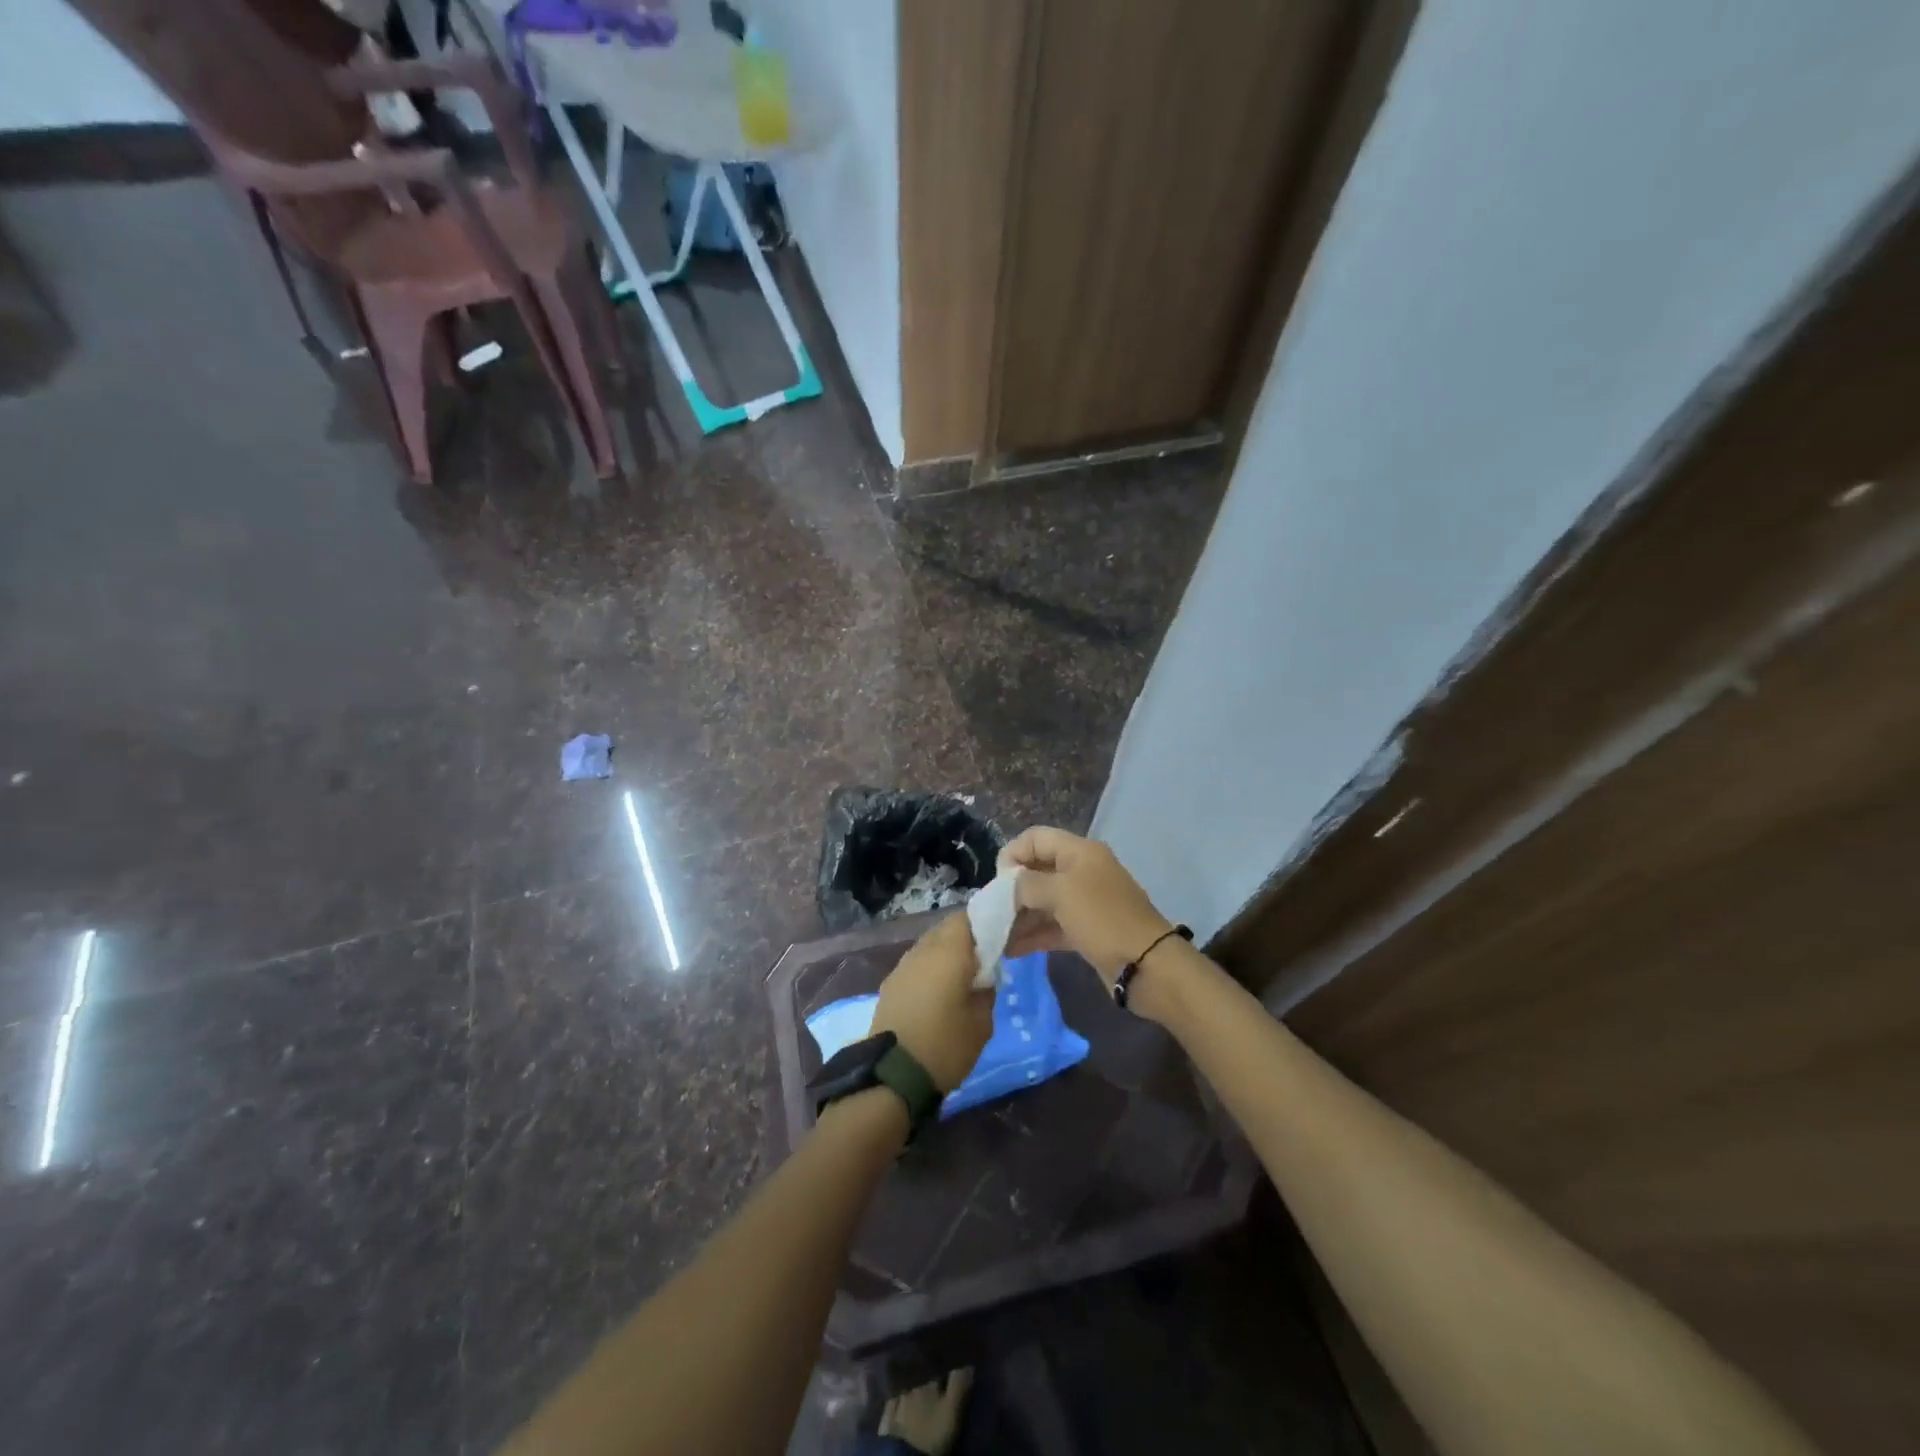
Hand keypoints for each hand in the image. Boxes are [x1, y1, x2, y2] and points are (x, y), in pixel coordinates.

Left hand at [871, 914, 993, 1091]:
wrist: (892, 1076)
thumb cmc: (945, 1046)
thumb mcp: (982, 1023)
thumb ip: (986, 991)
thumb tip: (983, 977)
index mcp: (948, 953)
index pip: (966, 918)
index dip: (983, 922)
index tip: (998, 937)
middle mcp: (922, 950)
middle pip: (945, 929)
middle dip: (965, 937)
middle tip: (983, 958)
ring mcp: (902, 966)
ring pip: (929, 945)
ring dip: (945, 953)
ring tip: (961, 977)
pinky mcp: (890, 984)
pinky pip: (916, 963)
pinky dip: (930, 969)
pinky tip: (939, 992)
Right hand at [999, 826, 1173, 984]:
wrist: (1146, 965)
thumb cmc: (1102, 918)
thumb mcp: (1060, 892)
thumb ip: (1027, 884)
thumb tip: (1009, 885)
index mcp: (1079, 852)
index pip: (1036, 838)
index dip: (1013, 854)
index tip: (998, 882)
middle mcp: (1082, 871)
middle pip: (1037, 870)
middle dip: (1012, 889)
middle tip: (992, 912)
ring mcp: (1085, 902)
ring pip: (1043, 902)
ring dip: (1019, 916)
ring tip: (995, 937)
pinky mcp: (1086, 931)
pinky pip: (1052, 926)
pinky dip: (1032, 935)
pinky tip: (1010, 950)